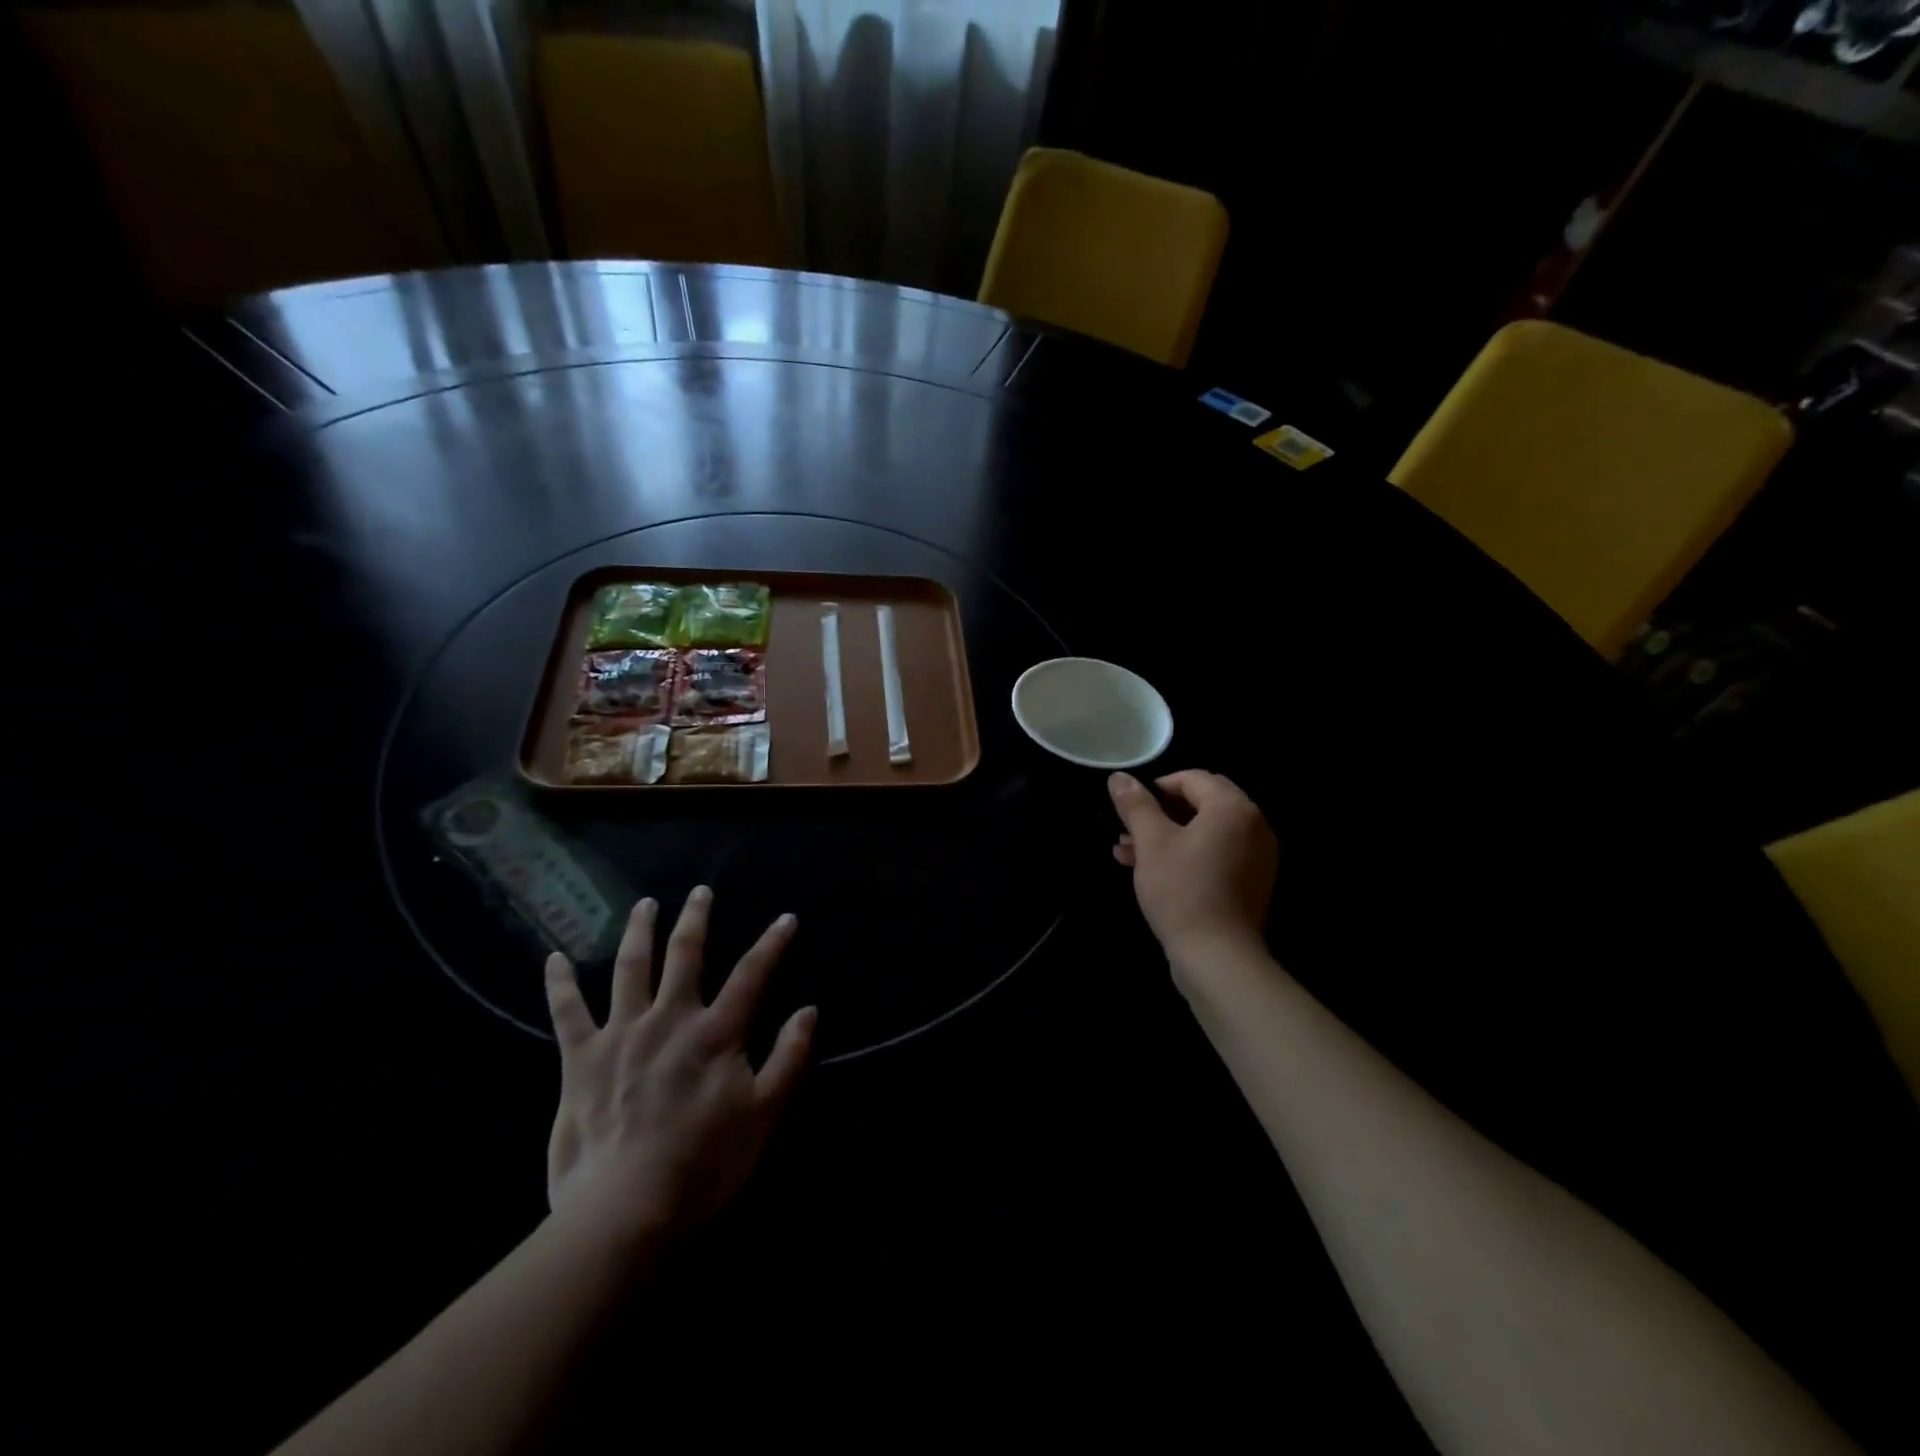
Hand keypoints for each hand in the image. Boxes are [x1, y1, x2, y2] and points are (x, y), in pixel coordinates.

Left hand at [543, 886, 816, 1247]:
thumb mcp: (765, 1113)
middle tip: (700, 891)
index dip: (772, 943)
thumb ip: (790, 1058)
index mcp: (716, 1032)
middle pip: (685, 954)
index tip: (786, 918)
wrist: (626, 1208)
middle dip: (696, 919)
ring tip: (644, 905)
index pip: (752, 974)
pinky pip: (566, 1012)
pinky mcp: (580, 1059)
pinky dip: (558, 983)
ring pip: (630, 968)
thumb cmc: (704, 1163)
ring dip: (638, 932)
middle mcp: (670, 1019)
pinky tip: (552, 957)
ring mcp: (622, 1034)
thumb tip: (810, 1010)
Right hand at [1109, 770, 1277, 967]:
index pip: (1192, 778)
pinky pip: (1215, 854)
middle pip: (1200, 803)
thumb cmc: (1182, 890)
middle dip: (1159, 814)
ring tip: (1127, 854)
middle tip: (1127, 830)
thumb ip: (1135, 805)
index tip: (1129, 808)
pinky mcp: (1251, 882)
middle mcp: (1253, 825)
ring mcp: (1257, 856)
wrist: (1217, 957)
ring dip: (1166, 836)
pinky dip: (1186, 855)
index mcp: (1233, 808)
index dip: (1156, 787)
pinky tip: (1151, 872)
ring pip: (1204, 832)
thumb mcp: (1151, 843)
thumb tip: (1119, 777)